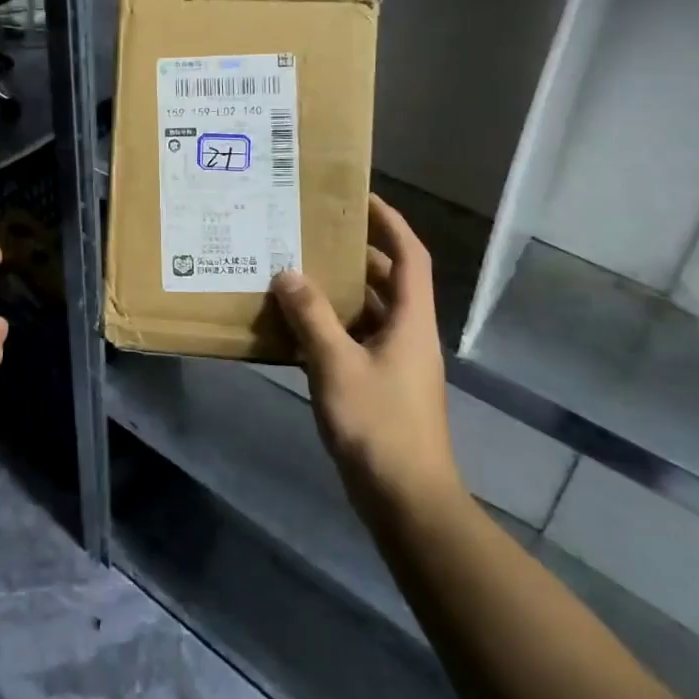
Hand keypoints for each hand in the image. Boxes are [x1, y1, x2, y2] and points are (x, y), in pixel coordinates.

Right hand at [271, 196, 463, 509]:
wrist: (406, 501)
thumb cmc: (378, 425)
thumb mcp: (337, 365)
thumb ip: (311, 317)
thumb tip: (287, 274)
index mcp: (410, 321)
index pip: (409, 256)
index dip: (390, 223)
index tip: (361, 198)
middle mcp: (407, 334)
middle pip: (387, 281)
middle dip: (354, 255)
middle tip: (313, 235)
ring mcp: (394, 363)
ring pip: (368, 312)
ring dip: (338, 292)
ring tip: (296, 272)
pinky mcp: (378, 386)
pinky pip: (354, 340)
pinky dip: (330, 327)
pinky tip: (295, 327)